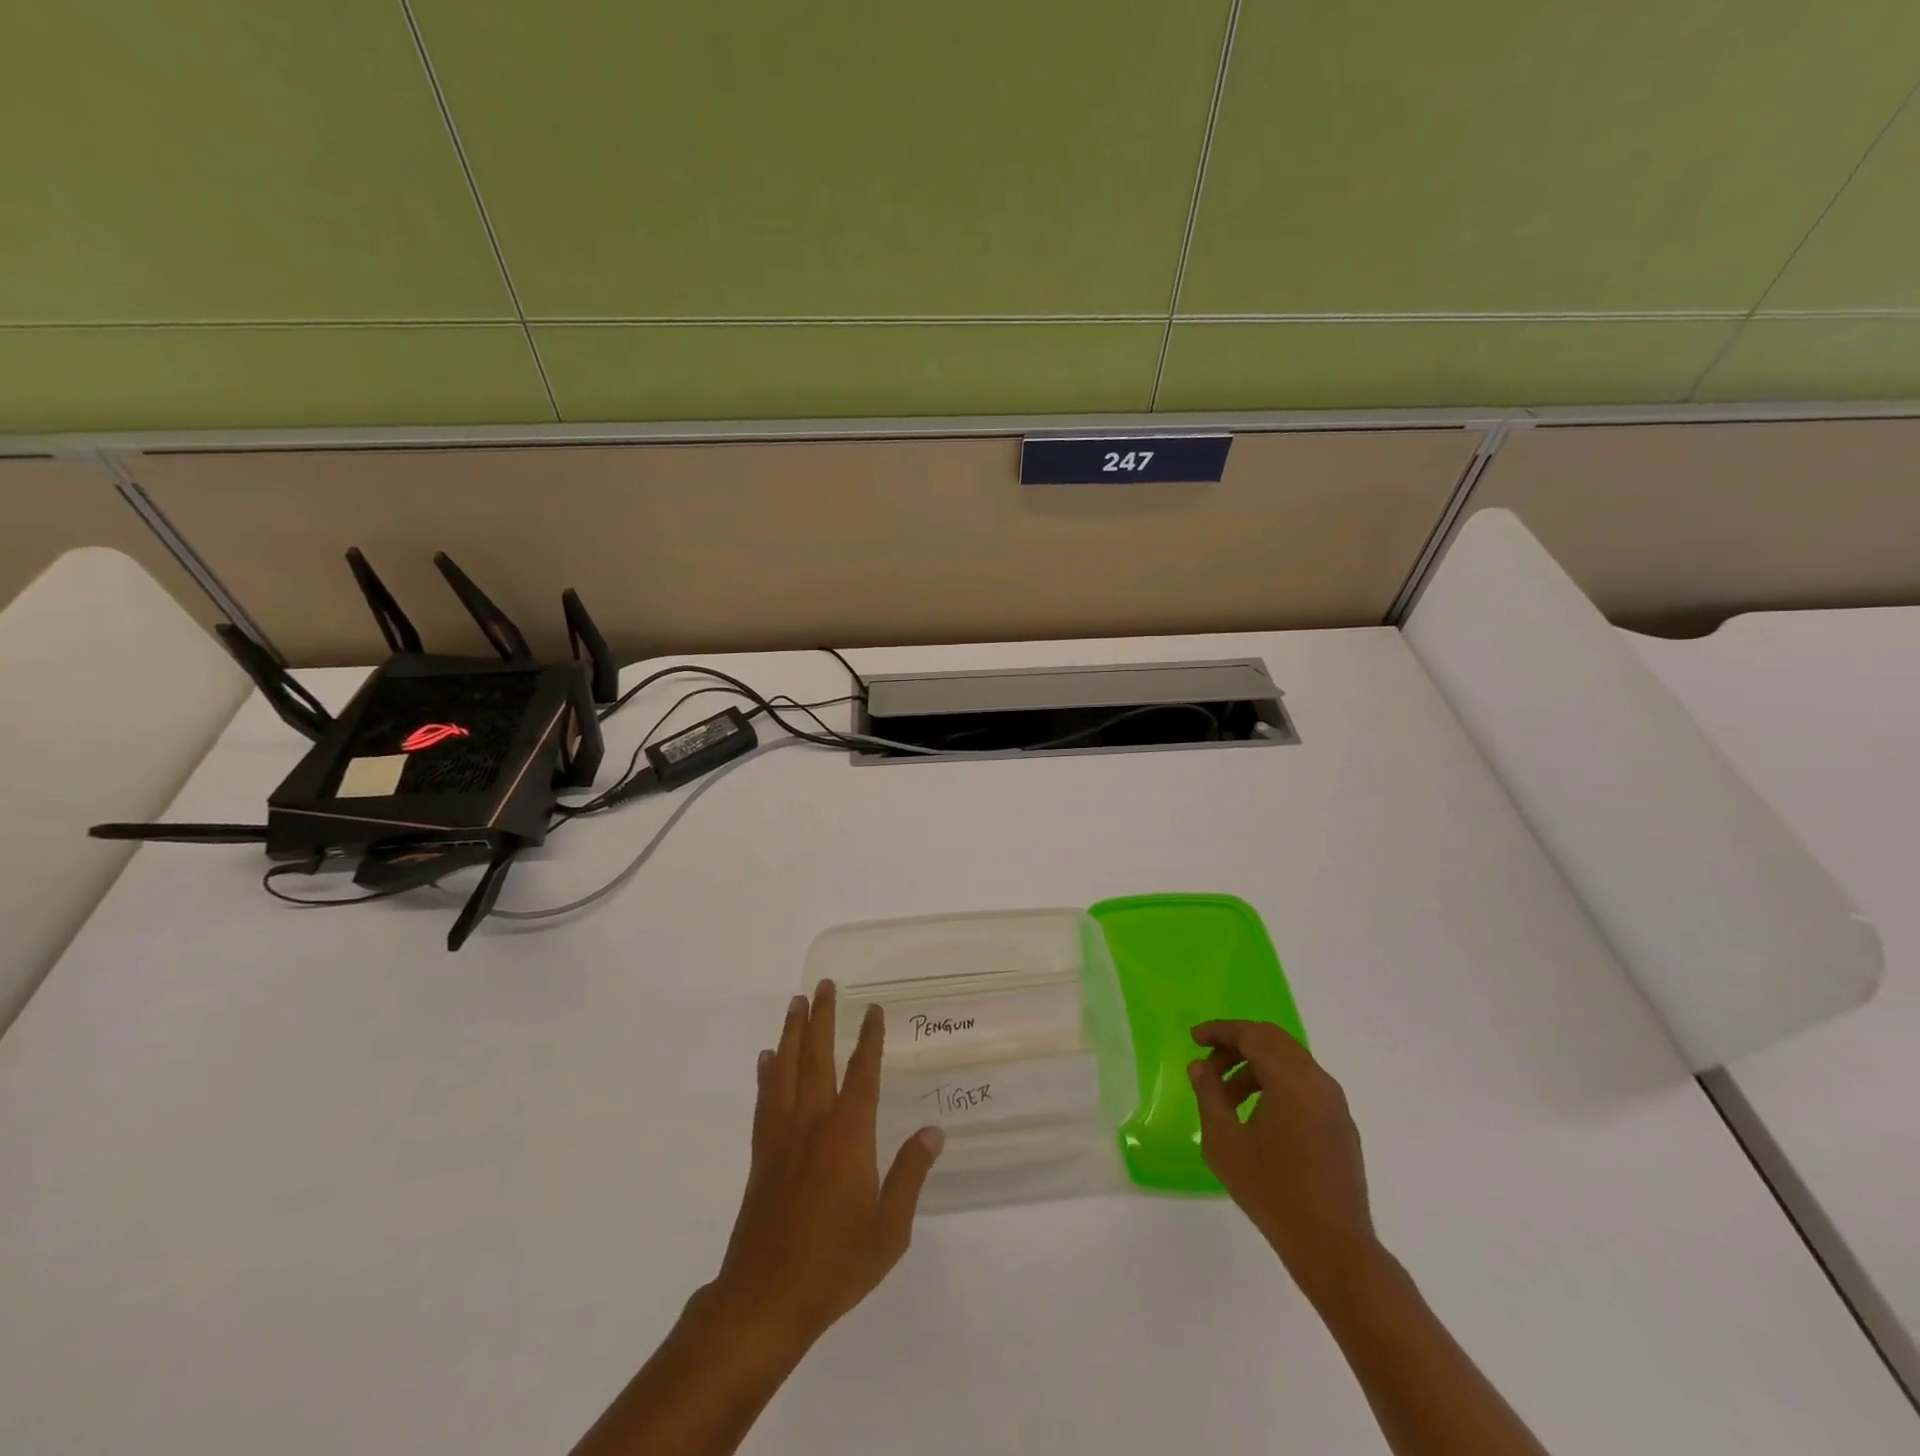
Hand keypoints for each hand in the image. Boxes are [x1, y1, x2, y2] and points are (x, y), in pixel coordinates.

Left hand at [705, 980, 943, 1351]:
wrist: (766, 1298)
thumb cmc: (836, 1263)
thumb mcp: (889, 1228)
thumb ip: (910, 1174)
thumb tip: (933, 1131)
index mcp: (849, 1134)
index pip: (862, 1072)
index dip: (869, 1037)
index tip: (872, 1008)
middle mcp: (814, 1122)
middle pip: (817, 1056)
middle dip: (822, 1017)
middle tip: (824, 985)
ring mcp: (783, 1135)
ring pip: (787, 1069)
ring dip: (792, 1032)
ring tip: (796, 1002)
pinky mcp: (762, 1153)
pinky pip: (765, 1099)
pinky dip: (767, 1073)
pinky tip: (768, 1058)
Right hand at [1189, 1020, 1377, 1301]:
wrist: (1334, 1247)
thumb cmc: (1272, 1190)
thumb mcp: (1225, 1141)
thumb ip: (1209, 1095)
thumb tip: (1200, 1067)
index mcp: (1292, 1078)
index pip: (1253, 1034)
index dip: (1221, 1031)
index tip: (1194, 1038)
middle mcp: (1318, 1082)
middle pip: (1274, 1042)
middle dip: (1237, 1046)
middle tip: (1208, 1065)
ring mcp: (1335, 1105)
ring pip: (1290, 1064)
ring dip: (1255, 1069)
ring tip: (1227, 1099)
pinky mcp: (1341, 1127)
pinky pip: (1304, 1087)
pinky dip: (1276, 1086)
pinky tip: (1257, 1118)